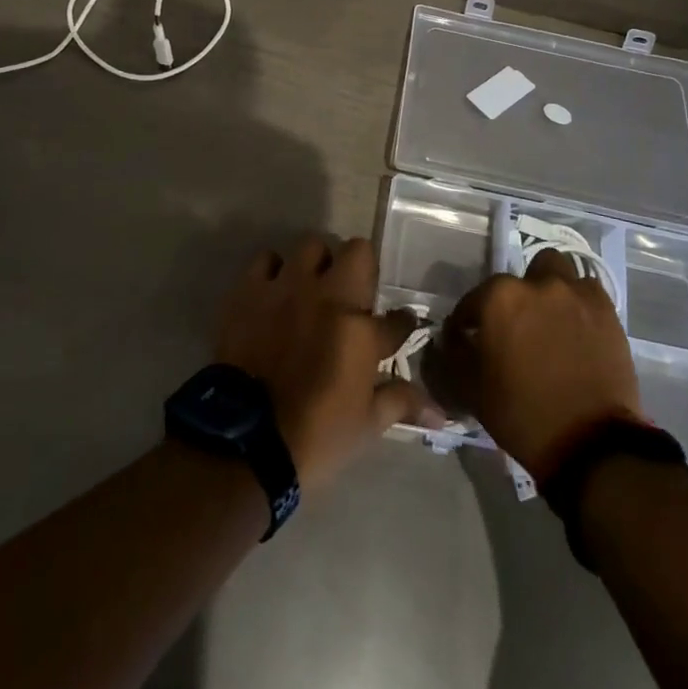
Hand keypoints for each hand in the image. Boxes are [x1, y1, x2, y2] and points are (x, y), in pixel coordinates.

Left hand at [215, 235, 439, 490]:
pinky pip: (266, 260)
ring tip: (312, 287)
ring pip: (311, 246)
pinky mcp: (250, 291)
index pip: (397, 318)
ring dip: (317, 264)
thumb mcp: (367, 424)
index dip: (402, 323)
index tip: (400, 327)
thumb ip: (401, 402)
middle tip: (352, 295)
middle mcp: (327, 296)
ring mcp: (287, 288)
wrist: (246, 442)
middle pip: (357, 251)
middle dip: (360, 268)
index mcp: (360, 329)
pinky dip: (273, 270)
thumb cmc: (315, 436)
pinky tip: (275, 291)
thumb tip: (441, 412)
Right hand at [428, 251, 642, 479]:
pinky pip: (587, 291)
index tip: (469, 340)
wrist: (590, 444)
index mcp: (499, 298)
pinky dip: (579, 302)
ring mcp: (575, 293)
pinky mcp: (606, 310)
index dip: (467, 322)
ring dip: (548, 288)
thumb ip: (453, 353)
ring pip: (556, 271)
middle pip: (519, 277)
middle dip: (514, 298)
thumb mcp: (470, 389)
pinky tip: (577, 327)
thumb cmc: (522, 415)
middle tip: (516, 327)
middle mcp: (536, 284)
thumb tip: (452, 337)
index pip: (472, 301)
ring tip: (549, 318)